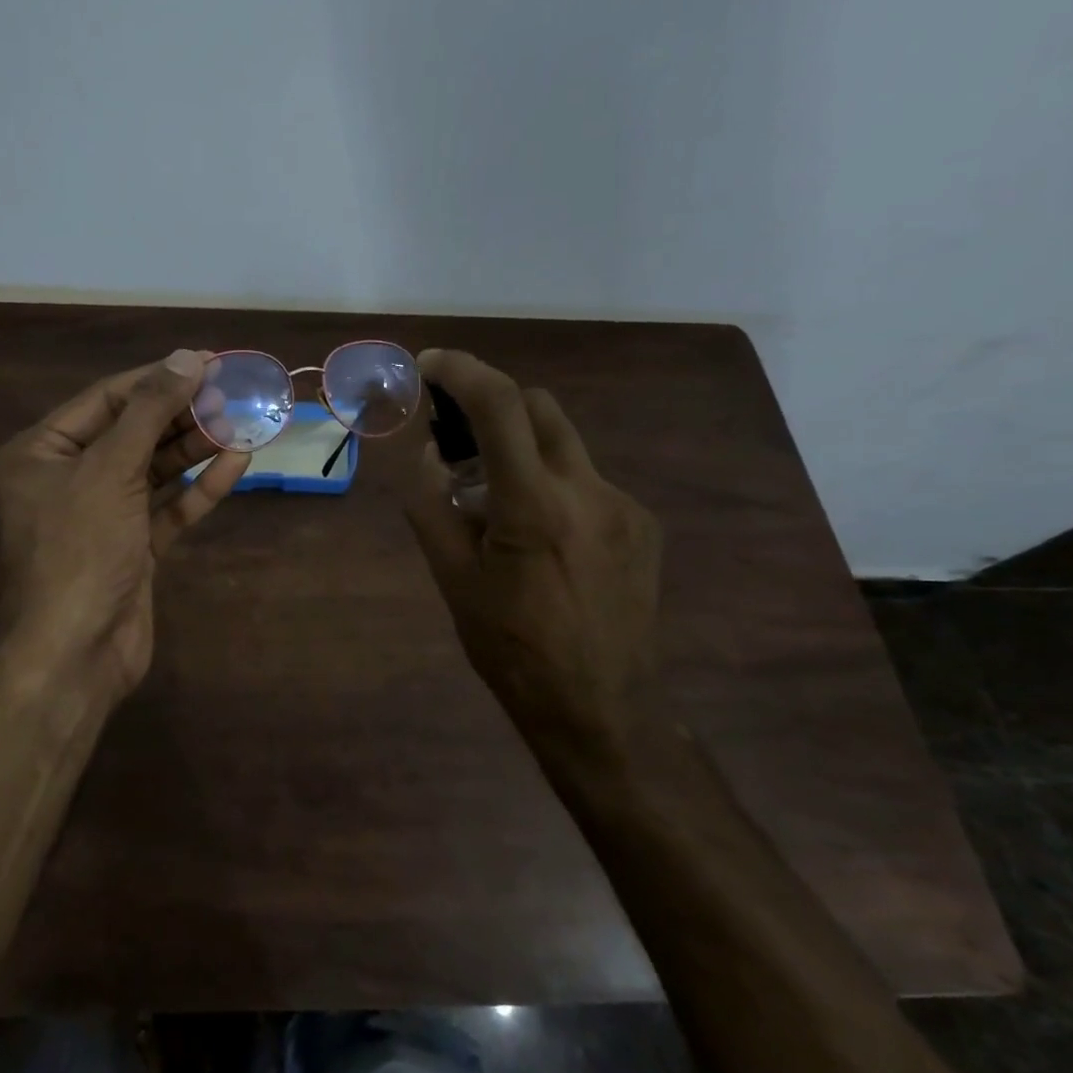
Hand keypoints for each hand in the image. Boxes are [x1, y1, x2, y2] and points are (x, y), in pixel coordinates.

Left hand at [0, 349, 250, 705]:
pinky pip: (167, 507)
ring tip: (240, 423)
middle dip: (181, 414)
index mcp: (42, 452)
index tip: (208, 361)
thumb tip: (188, 358)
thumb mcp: (110, 469)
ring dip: (195, 448)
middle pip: (133, 432)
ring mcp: (103, 515)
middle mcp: (68, 478)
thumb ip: (150, 411)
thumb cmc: (80, 548)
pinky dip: (199, 488)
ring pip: (154, 470)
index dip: (158, 378)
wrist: (76, 651)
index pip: (107, 399)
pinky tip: (236, 464)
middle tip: (232, 394)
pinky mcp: (132, 546)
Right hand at [405, 349, 662, 759]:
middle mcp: (589, 490)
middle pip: (539, 407)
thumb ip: (432, 507)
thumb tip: (429, 454)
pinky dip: (553, 486)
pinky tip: (543, 539)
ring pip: (565, 445)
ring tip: (497, 505)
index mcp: (534, 505)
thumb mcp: (452, 581)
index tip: (430, 365)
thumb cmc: (511, 649)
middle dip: (494, 406)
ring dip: (522, 451)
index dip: (462, 370)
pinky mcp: (644, 526)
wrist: (601, 708)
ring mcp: (624, 506)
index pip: (499, 406)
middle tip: (459, 441)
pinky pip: (588, 481)